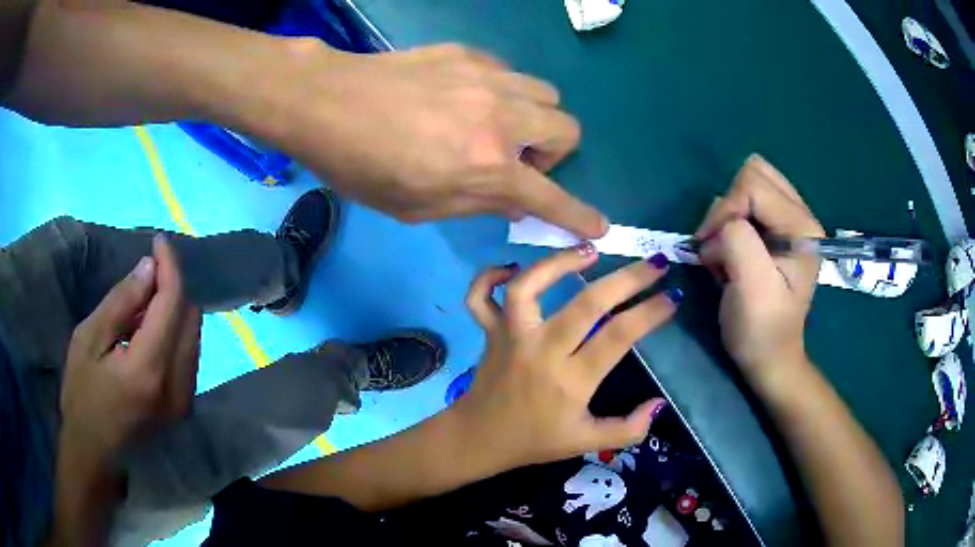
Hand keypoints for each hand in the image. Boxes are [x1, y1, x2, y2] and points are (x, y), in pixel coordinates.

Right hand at [60, 235, 201, 463]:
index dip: (170, 266)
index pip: (174, 303)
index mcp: (151, 369)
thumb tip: (150, 267)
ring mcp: (185, 402)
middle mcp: (178, 387)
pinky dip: (174, 334)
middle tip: (147, 272)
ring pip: (193, 337)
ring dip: (174, 310)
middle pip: (190, 318)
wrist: (94, 455)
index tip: (159, 241)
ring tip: (143, 301)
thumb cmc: (81, 396)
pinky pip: (188, 357)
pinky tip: (150, 329)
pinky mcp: (183, 409)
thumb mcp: (89, 340)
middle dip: (172, 287)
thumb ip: (121, 302)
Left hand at [268, 40, 606, 237]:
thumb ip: (476, 203)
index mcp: (488, 166)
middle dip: (554, 153)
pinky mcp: (469, 54)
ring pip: (546, 94)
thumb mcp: (418, 207)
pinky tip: (466, 99)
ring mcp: (488, 78)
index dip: (579, 216)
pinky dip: (502, 92)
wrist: (329, 104)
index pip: (552, 197)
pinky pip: (509, 73)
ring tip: (497, 127)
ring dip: (534, 117)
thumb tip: (516, 201)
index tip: (597, 226)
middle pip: (569, 129)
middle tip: (518, 162)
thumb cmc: (363, 167)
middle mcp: (502, 118)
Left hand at [457, 246, 677, 466]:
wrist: (479, 439)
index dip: (650, 313)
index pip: (619, 336)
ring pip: (528, 288)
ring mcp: (510, 337)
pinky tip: (513, 267)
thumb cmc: (535, 441)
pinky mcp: (488, 332)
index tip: (672, 296)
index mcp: (571, 380)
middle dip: (628, 278)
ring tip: (589, 250)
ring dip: (558, 262)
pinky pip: (480, 297)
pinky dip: (489, 277)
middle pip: (587, 303)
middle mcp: (542, 350)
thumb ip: (628, 429)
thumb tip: (659, 404)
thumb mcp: (585, 443)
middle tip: (655, 263)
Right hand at [695, 154, 824, 376]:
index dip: (725, 212)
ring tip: (727, 255)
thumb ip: (737, 240)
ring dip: (727, 217)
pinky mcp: (775, 229)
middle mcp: (800, 215)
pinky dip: (730, 223)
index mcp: (802, 226)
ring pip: (747, 184)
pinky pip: (745, 203)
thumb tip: (720, 226)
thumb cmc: (761, 329)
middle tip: (720, 246)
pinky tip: (732, 253)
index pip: (752, 186)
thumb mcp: (751, 287)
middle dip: (728, 208)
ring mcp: (788, 220)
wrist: (769, 357)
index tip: (712, 250)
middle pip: (753, 173)